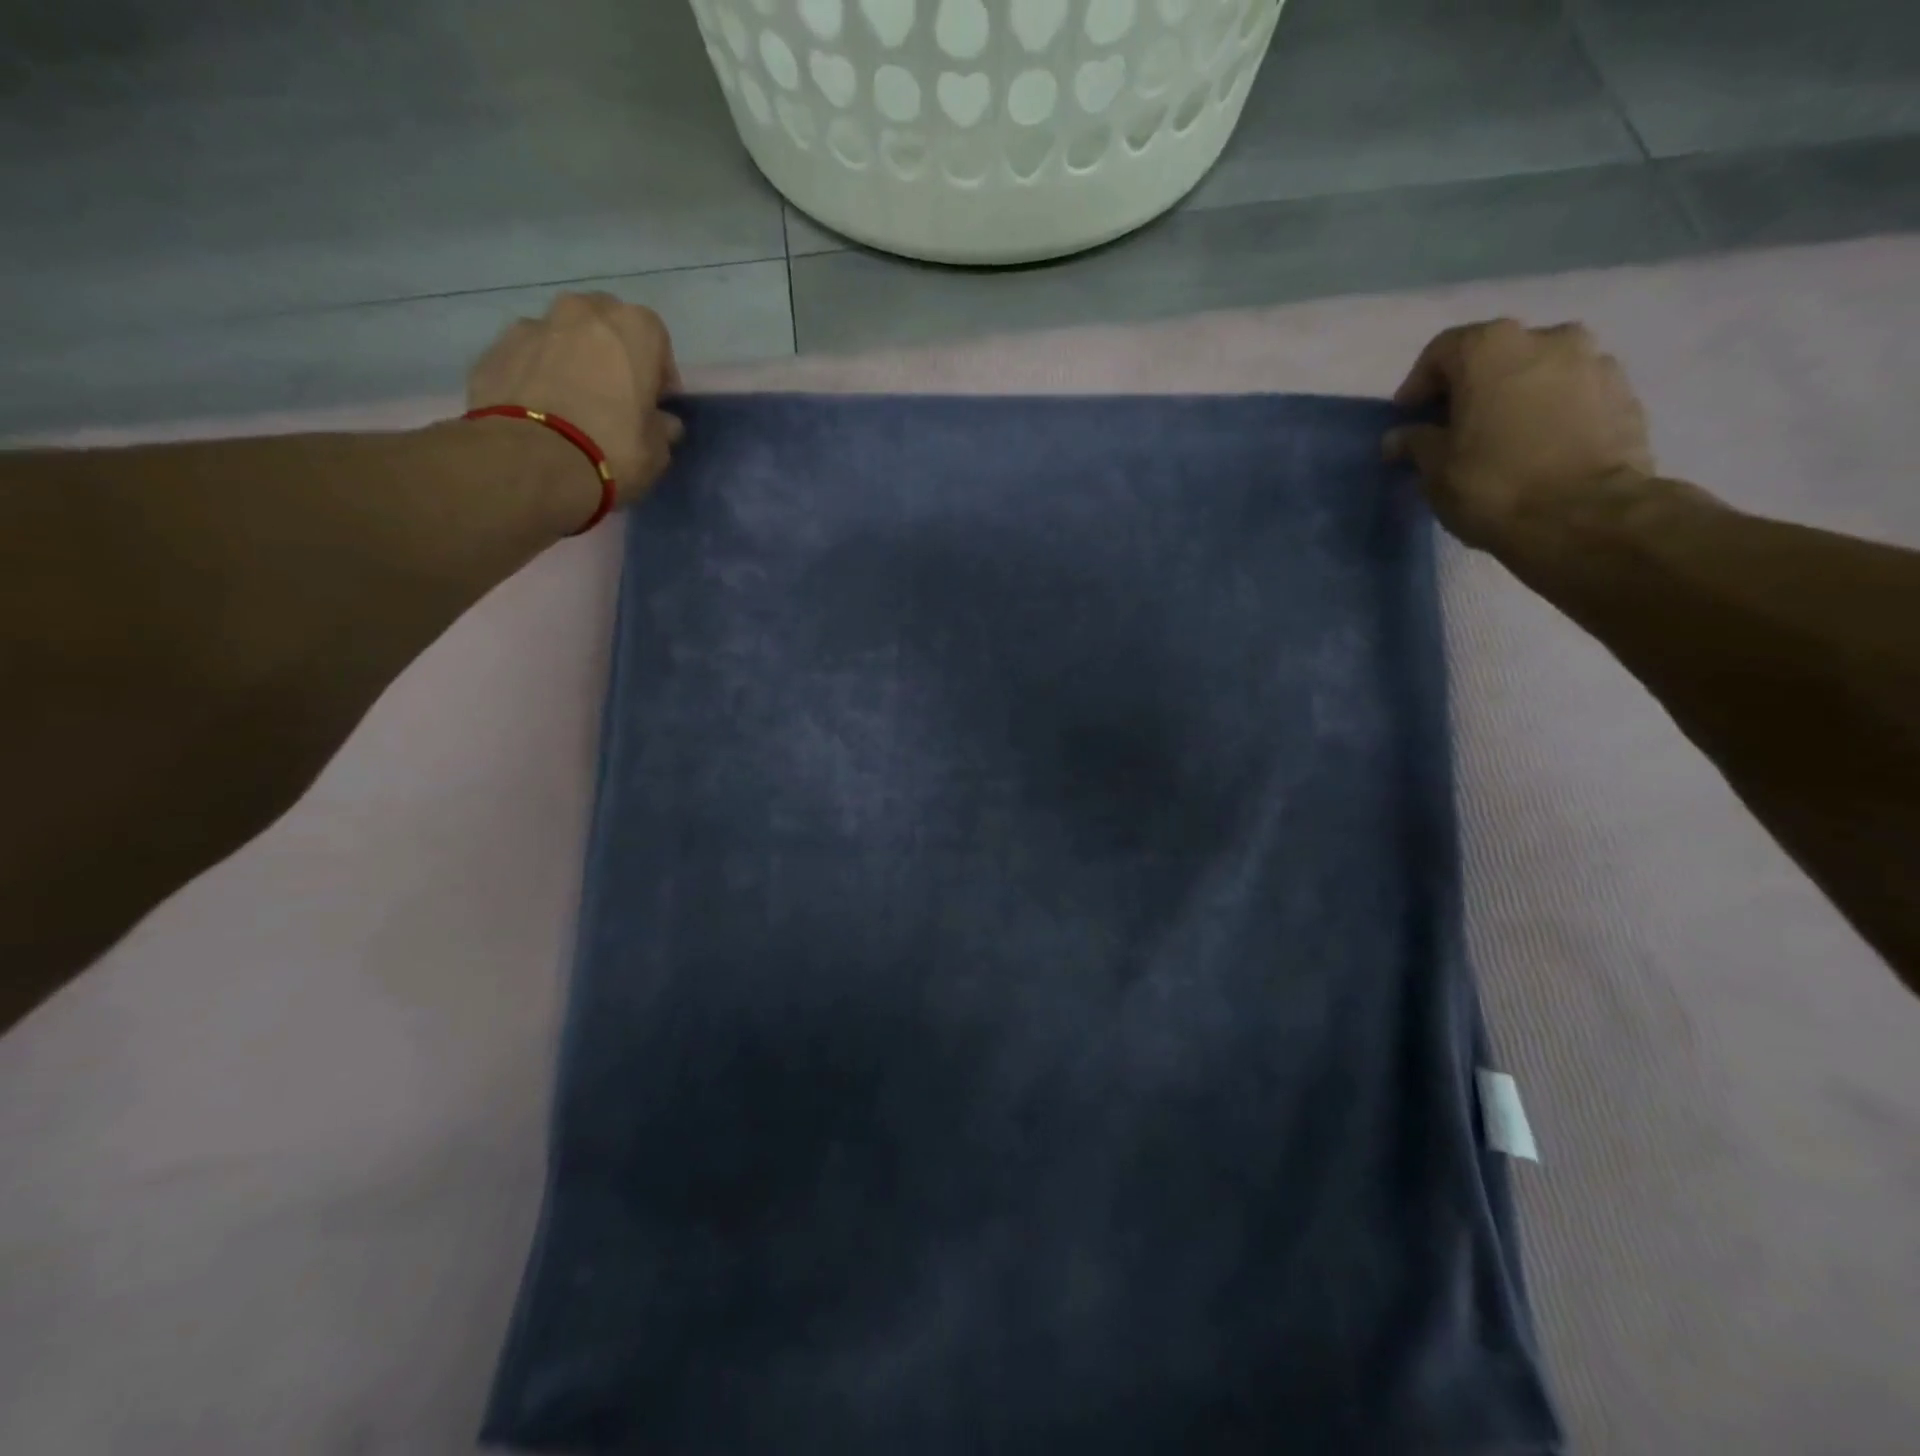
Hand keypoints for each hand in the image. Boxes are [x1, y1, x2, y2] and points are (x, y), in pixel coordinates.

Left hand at [467, 292, 685, 509]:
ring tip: (572, 401)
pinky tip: (541, 409)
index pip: (656, 338)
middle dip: (612, 353)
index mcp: (633, 329)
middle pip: (605, 323)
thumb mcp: (657, 451)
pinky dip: (536, 373)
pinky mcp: (496, 347)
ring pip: (562, 335)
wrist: (530, 460)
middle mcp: (583, 312)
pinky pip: (528, 356)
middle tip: (614, 394)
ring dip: (571, 358)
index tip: (655, 402)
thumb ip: (661, 427)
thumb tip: (662, 422)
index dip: (657, 371)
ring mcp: (534, 324)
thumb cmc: (612, 449)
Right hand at [1384, 319, 1654, 553]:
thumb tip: (1400, 437)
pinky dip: (1550, 410)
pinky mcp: (1624, 393)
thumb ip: (1416, 443)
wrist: (1584, 515)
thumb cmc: (1491, 484)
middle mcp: (1547, 338)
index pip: (1443, 350)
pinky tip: (1537, 446)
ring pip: (1538, 371)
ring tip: (1499, 437)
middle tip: (1453, 426)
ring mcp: (1594, 361)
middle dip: (1470, 386)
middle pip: (1495, 355)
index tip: (1408, 417)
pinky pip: (1572, 393)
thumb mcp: (1434, 469)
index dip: (1419, 384)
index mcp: (1491, 350)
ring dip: (1514, 395)